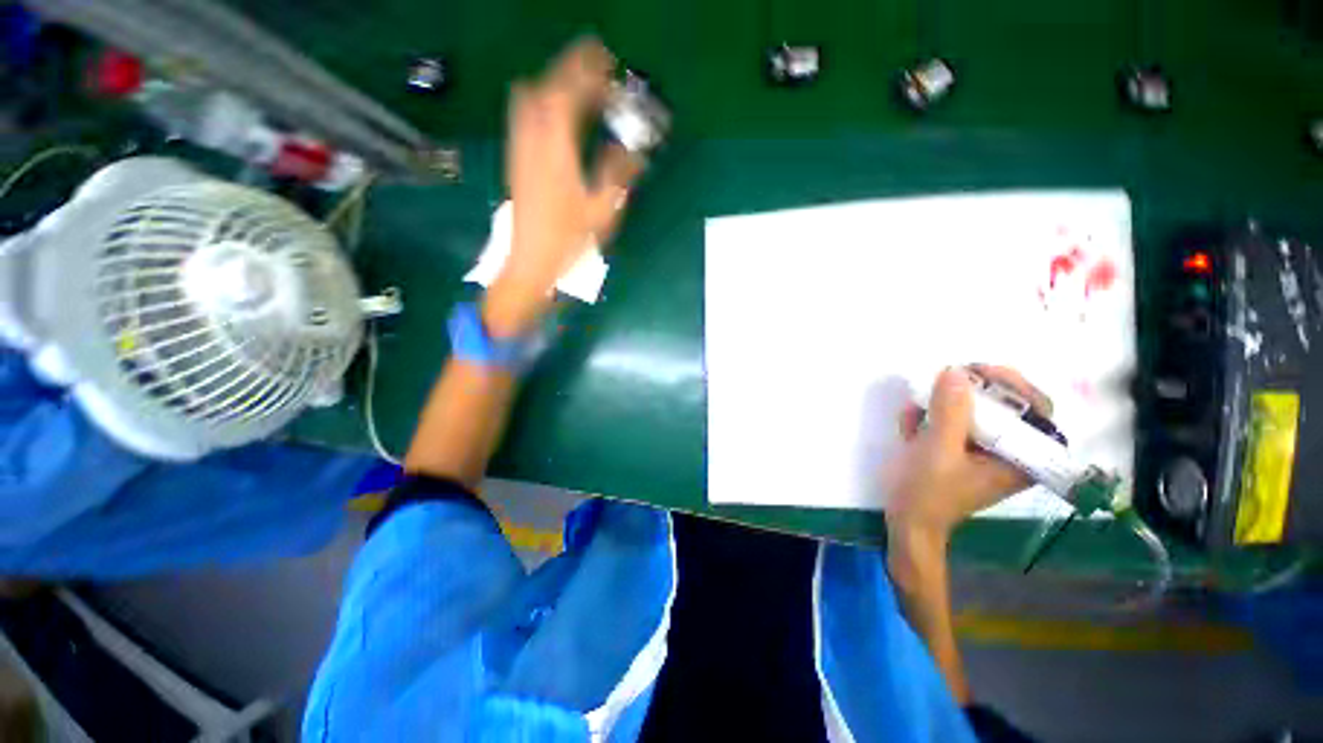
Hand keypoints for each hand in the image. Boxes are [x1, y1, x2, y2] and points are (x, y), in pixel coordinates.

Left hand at [483, 38, 642, 337]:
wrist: (531, 265)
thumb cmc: (569, 244)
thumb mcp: (602, 214)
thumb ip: (618, 176)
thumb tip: (634, 152)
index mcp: (557, 152)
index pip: (568, 95)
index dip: (587, 73)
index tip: (607, 65)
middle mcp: (532, 142)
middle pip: (544, 88)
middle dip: (570, 73)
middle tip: (596, 77)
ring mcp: (520, 151)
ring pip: (528, 100)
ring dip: (553, 88)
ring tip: (579, 95)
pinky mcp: (516, 163)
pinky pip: (523, 119)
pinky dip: (541, 107)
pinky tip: (556, 120)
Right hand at [884, 365, 1052, 552]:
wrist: (906, 519)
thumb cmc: (931, 490)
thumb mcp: (939, 448)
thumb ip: (950, 411)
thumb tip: (955, 371)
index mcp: (1021, 458)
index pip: (1038, 410)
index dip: (1016, 384)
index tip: (981, 371)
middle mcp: (1008, 452)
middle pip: (1005, 407)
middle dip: (974, 389)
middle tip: (948, 375)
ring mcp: (982, 451)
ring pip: (975, 412)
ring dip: (945, 403)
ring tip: (918, 405)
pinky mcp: (959, 450)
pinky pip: (951, 423)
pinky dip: (930, 418)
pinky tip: (909, 422)